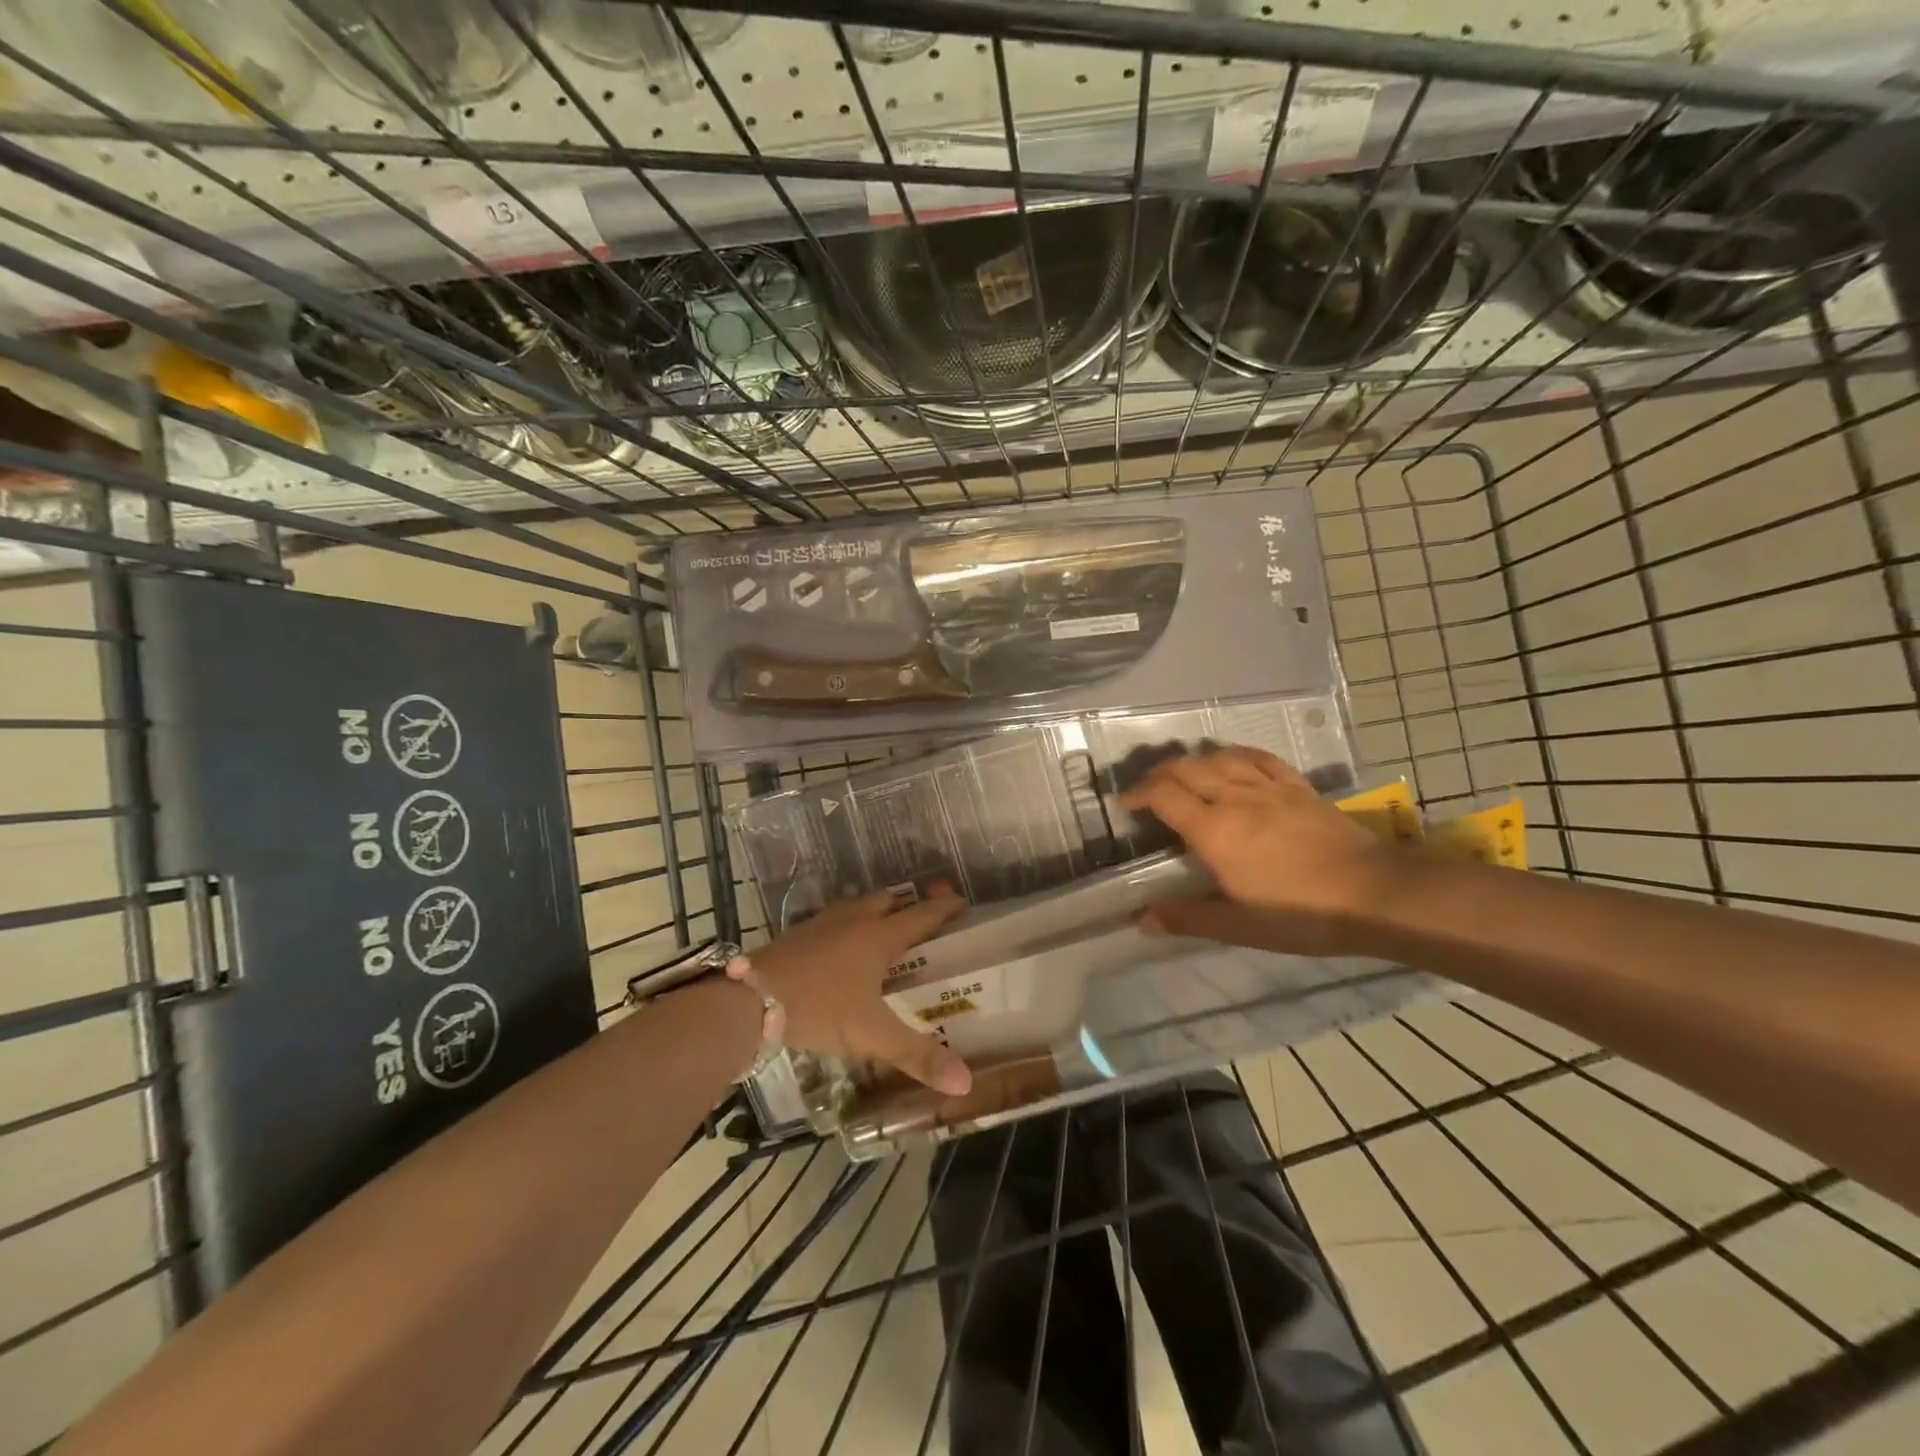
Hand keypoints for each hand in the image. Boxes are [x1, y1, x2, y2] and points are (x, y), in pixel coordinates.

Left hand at [752, 887, 971, 1095]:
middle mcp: (854, 920)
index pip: (920, 916)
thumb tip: (965, 1082)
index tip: (962, 901)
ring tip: (886, 930)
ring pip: (859, 907)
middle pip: (889, 902)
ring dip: (877, 912)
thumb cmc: (819, 1009)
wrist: (749, 999)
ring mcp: (823, 923)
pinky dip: (850, 925)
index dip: (943, 909)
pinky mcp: (799, 933)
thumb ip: (917, 1056)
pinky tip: (843, 948)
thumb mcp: (872, 1035)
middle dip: (908, 906)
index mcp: (878, 937)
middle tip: (924, 919)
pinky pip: (836, 920)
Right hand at [1119, 745, 1393, 955]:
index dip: (1139, 794)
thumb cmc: (1301, 914)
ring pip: (1219, 757)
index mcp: (1214, 830)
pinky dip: (1235, 754)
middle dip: (1159, 773)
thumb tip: (1142, 919)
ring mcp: (1269, 787)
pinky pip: (1258, 757)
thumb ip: (1188, 917)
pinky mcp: (1298, 786)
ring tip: (1184, 775)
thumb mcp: (1239, 925)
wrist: (1375, 894)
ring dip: (1193, 761)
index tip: (1127, 804)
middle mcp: (1235, 798)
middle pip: (1186, 768)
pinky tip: (1232, 761)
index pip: (1164, 795)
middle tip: (1149, 790)